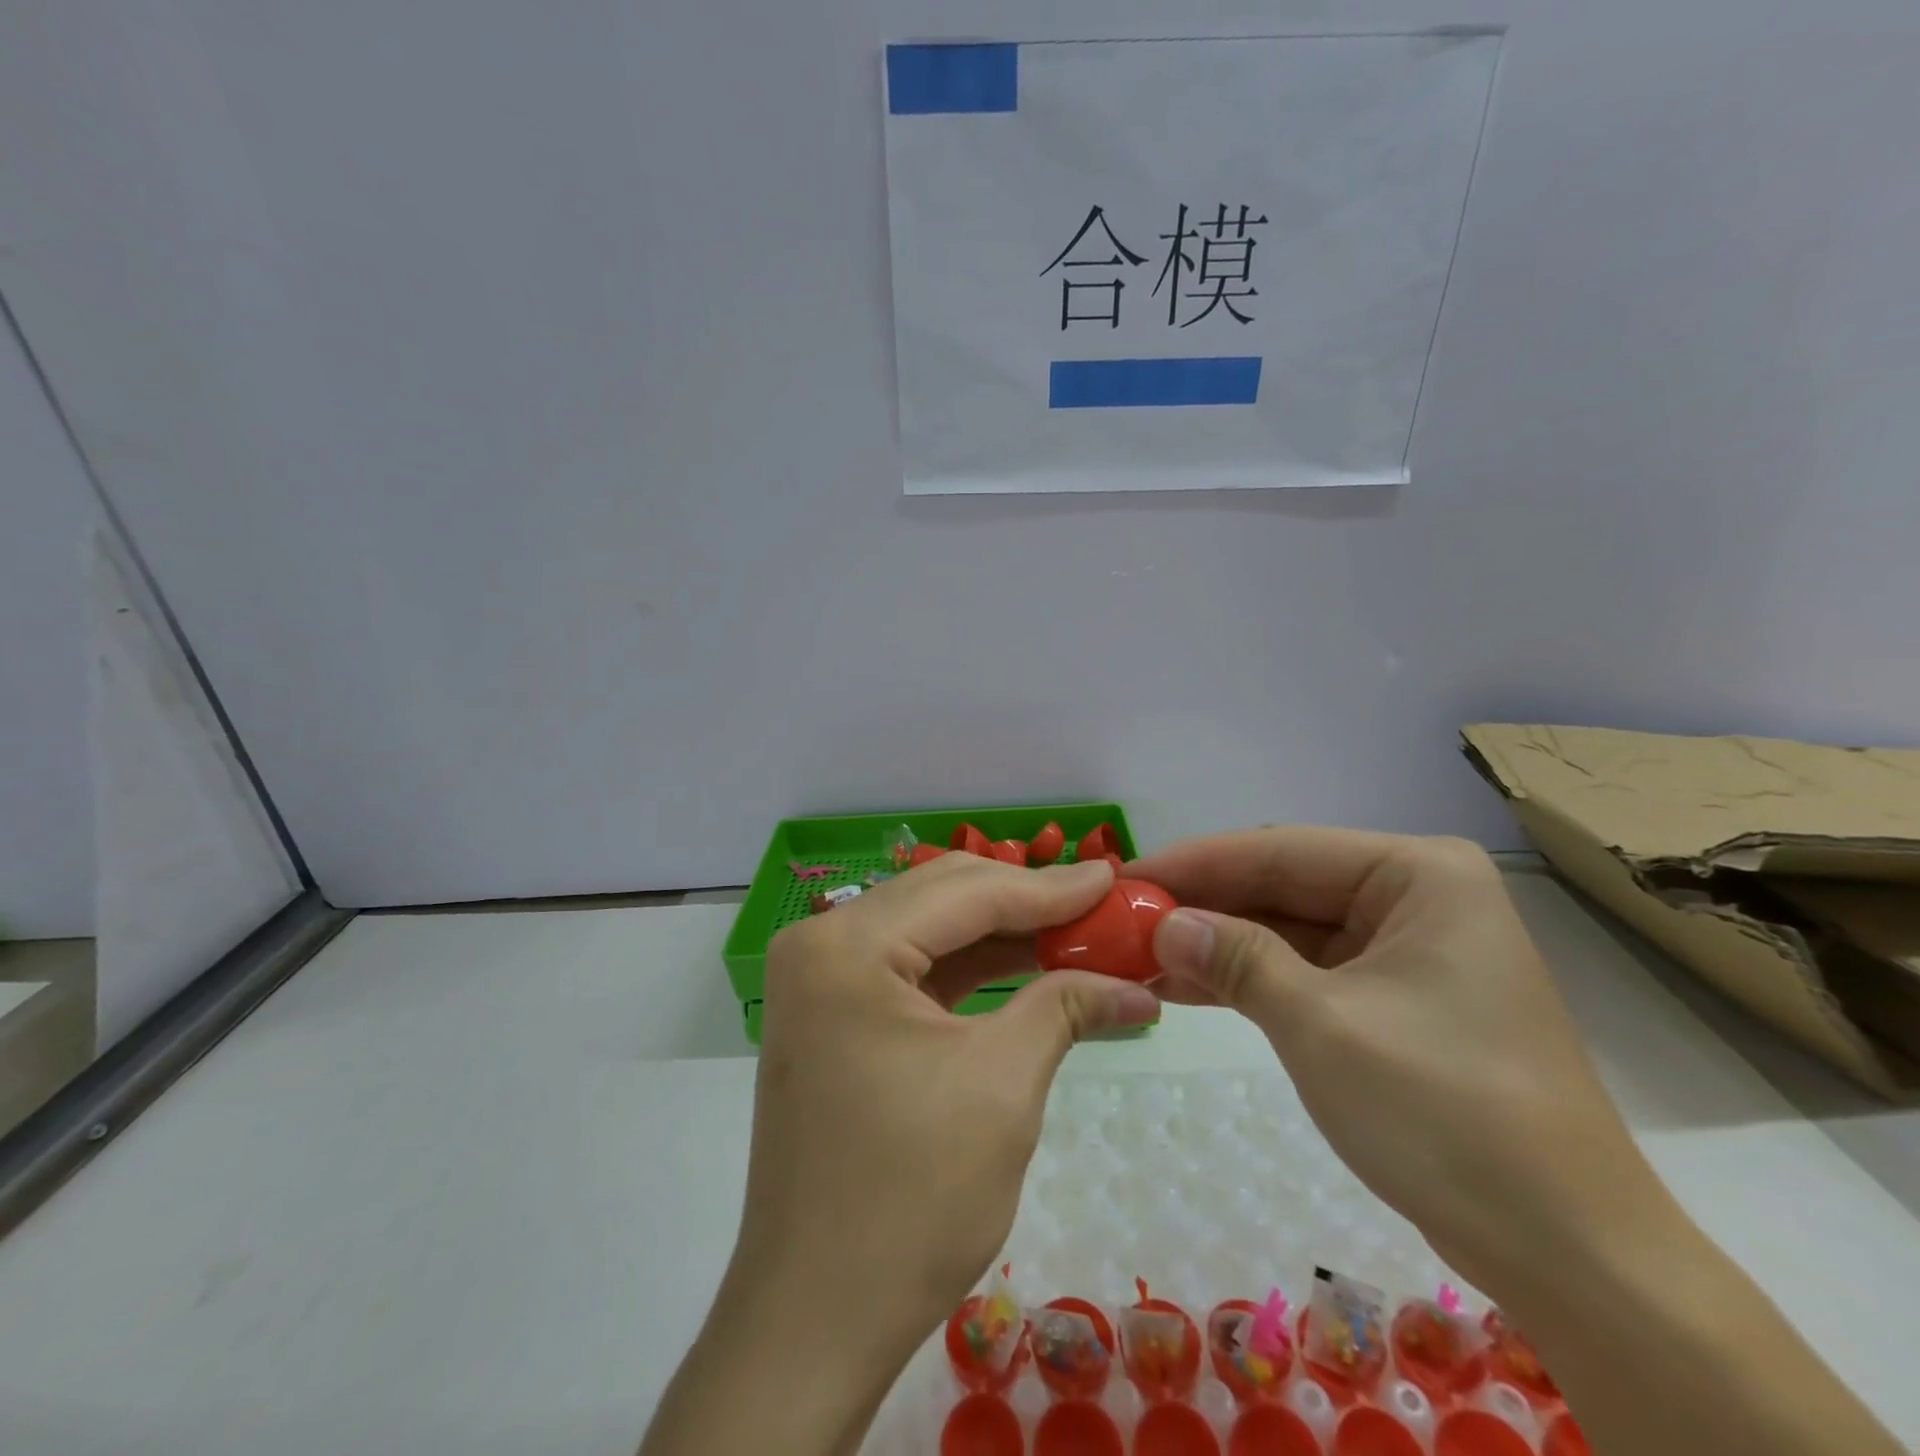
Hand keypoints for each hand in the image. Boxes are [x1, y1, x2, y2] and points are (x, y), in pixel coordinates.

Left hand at [730, 854, 1157, 1366]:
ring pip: (929, 929)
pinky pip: (912, 969)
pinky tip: (1027, 966)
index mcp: (847, 944)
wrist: (813, 1321)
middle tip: (1103, 905)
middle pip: (943, 897)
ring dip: (1003, 932)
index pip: (967, 892)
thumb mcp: (1002, 1086)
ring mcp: (821, 979)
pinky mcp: (833, 1015)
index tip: (1117, 879)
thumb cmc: (910, 1199)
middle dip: (1027, 901)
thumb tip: (1136, 985)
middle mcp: (821, 943)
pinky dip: (971, 968)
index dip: (1050, 887)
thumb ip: (1064, 1007)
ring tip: (1077, 932)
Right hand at [1134, 828, 1667, 1293]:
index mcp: (1417, 874)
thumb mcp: (1322, 1025)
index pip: (1279, 850)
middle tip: (1121, 920)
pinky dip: (1248, 979)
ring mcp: (1404, 948)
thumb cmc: (1448, 1115)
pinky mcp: (1393, 997)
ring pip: (1287, 929)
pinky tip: (1184, 986)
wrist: (1570, 1255)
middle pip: (1281, 885)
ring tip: (1137, 955)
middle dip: (1201, 907)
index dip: (1194, 863)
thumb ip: (1236, 960)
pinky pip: (1306, 970)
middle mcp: (1413, 896)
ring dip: (1216, 945)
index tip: (1123, 876)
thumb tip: (1162, 924)